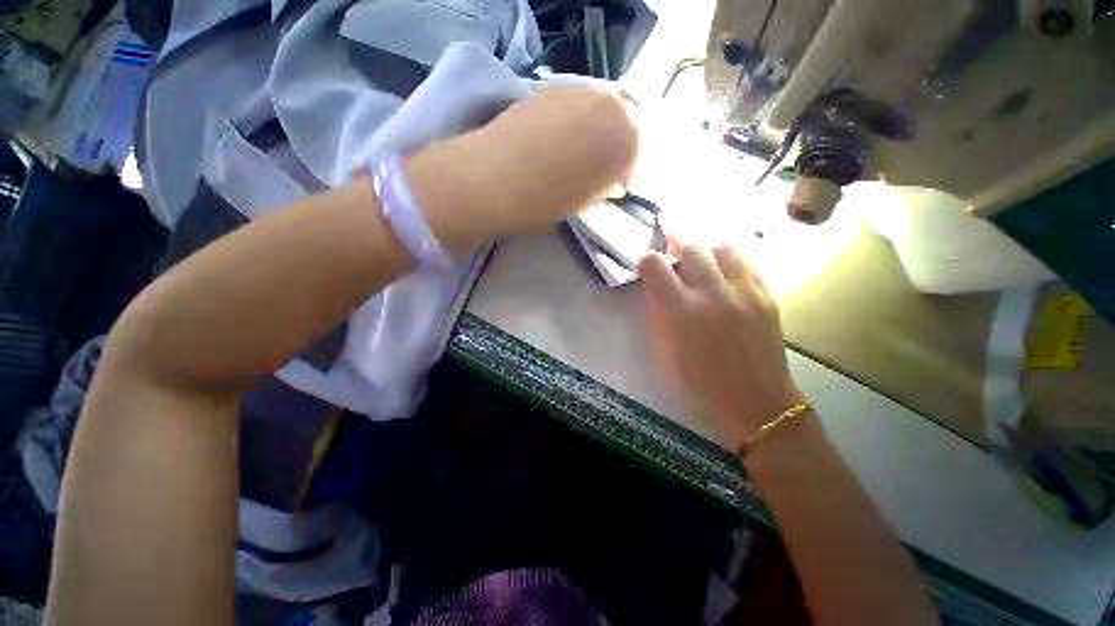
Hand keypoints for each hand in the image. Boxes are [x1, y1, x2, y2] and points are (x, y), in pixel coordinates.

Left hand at [406, 86, 638, 252]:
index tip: (616, 188)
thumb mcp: (583, 204)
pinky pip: (576, 103)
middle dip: (617, 147)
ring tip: (579, 156)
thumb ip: (604, 188)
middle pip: (624, 122)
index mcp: (621, 139)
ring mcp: (575, 91)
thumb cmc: (541, 202)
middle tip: (600, 171)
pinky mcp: (548, 90)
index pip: (638, 152)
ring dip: (597, 131)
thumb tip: (610, 182)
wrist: (487, 179)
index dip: (628, 172)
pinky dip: (577, 121)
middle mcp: (605, 104)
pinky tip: (560, 141)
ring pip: (600, 109)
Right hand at [638, 246, 801, 449]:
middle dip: (677, 242)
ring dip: (707, 249)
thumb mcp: (667, 349)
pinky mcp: (766, 295)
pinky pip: (747, 263)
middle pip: (692, 248)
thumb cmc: (700, 381)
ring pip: (723, 248)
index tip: (647, 263)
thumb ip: (660, 313)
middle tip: (672, 240)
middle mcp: (712, 293)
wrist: (754, 399)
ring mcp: (744, 291)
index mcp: (681, 311)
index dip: (647, 260)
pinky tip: (726, 270)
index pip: (656, 266)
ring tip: (702, 256)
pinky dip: (731, 260)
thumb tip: (657, 287)